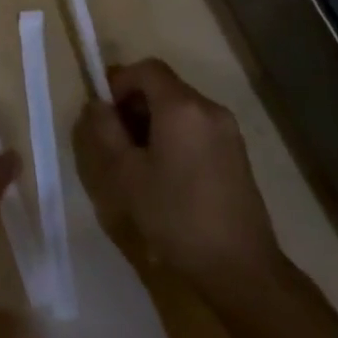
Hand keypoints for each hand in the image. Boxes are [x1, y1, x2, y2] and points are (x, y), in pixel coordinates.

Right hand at [74, 58, 281, 297]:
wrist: (240, 268)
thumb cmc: (175, 216)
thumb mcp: (125, 174)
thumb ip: (105, 131)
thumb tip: (97, 105)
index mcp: (182, 107)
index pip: (146, 69)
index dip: (119, 81)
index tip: (105, 111)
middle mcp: (209, 108)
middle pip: (164, 86)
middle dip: (135, 103)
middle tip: (116, 138)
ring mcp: (228, 131)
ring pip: (181, 107)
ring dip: (154, 120)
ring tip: (139, 160)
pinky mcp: (237, 153)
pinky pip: (197, 127)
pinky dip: (175, 134)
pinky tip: (167, 173)